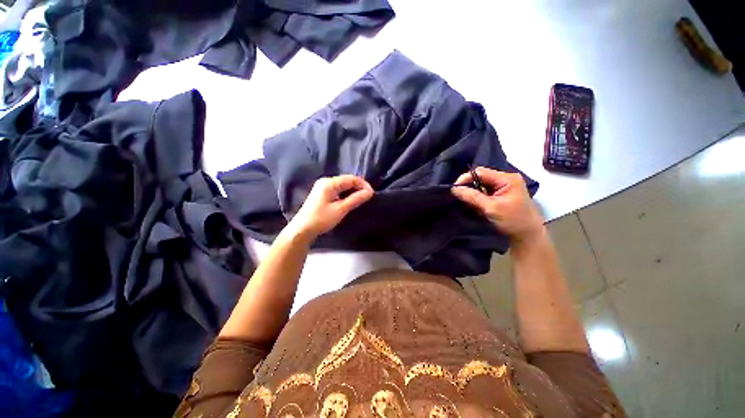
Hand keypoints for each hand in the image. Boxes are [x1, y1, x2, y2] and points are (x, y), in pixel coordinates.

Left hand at [288, 175, 373, 240]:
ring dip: (353, 191)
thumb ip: (355, 199)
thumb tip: (370, 192)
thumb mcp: (340, 209)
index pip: (351, 179)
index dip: (363, 185)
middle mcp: (326, 181)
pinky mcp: (322, 193)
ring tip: (361, 200)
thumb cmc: (321, 219)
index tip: (372, 194)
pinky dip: (346, 194)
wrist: (302, 229)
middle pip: (347, 180)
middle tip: (368, 197)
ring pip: (343, 185)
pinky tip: (351, 200)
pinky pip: (338, 190)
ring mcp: (323, 187)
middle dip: (359, 187)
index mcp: (329, 183)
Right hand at [451, 168, 544, 243]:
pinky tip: (475, 205)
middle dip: (469, 187)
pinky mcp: (501, 193)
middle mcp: (505, 179)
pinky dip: (477, 197)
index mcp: (507, 178)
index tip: (454, 189)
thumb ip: (472, 197)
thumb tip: (454, 189)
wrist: (528, 235)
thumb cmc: (512, 221)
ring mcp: (504, 186)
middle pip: (480, 177)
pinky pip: (484, 191)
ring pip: (481, 185)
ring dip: (473, 193)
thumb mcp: (491, 208)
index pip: (480, 172)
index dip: (465, 179)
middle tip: (459, 197)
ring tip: (467, 203)